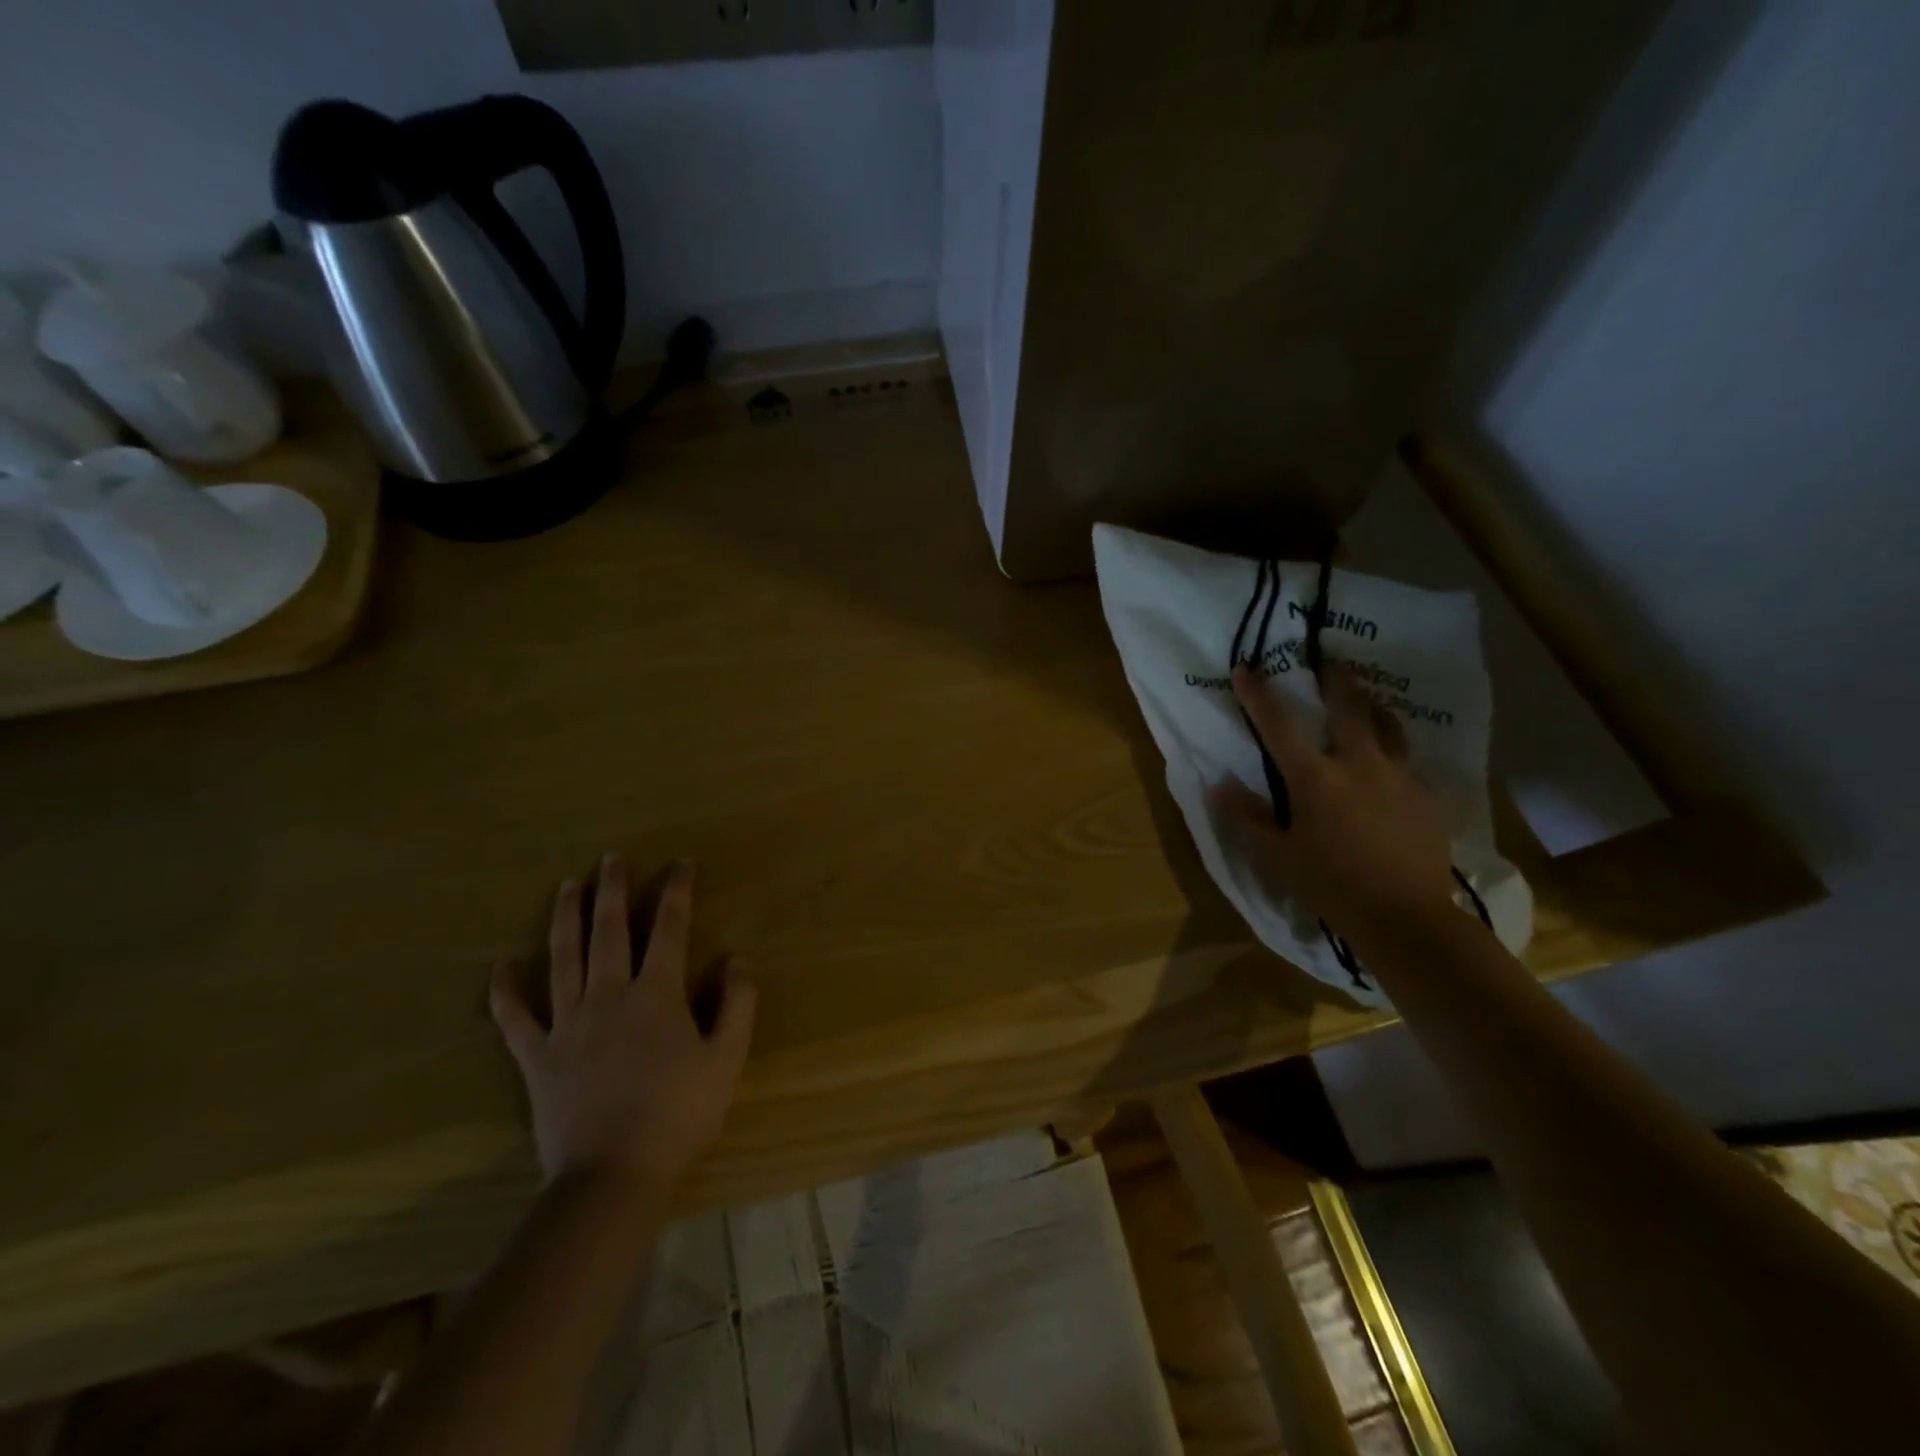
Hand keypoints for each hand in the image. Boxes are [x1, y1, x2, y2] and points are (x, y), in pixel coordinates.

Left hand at [490, 855, 756, 1197]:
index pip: (668, 929)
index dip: (676, 892)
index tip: (680, 864)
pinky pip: (514, 1019)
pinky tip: (500, 967)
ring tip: (565, 886)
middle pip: (609, 931)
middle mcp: (609, 996)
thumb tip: (736, 959)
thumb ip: (736, 1004)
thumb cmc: (679, 1115)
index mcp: (656, 995)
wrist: (614, 1176)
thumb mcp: (726, 1059)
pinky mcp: (537, 1057)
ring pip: (563, 958)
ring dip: (565, 918)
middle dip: (612, 890)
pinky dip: (505, 992)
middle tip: (610, 858)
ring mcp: (567, 1025)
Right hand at [1212, 663, 1456, 945]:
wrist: (1406, 918)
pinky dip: (1393, 751)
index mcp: (1315, 778)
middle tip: (1329, 660)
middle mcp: (1359, 764)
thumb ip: (1246, 817)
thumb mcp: (1275, 856)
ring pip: (1387, 725)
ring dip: (1371, 706)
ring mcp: (1399, 776)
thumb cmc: (1330, 885)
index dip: (1258, 694)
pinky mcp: (1427, 796)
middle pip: (1348, 707)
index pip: (1278, 724)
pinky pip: (1408, 761)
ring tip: (1364, 698)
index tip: (1245, 668)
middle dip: (1334, 679)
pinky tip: (1390, 763)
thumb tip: (1219, 783)